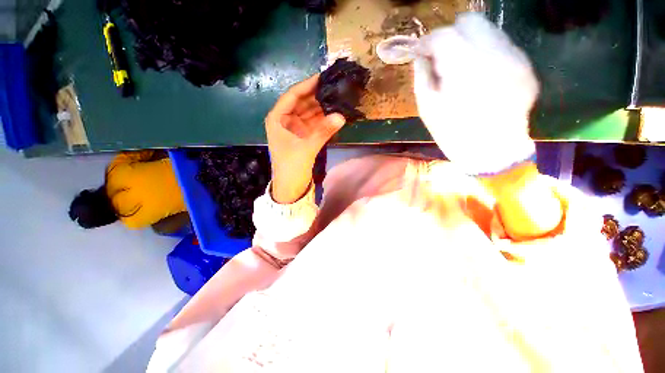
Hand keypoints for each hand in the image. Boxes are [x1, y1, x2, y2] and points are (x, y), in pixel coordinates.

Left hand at [265, 75, 345, 203]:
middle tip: (335, 88)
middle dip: (317, 96)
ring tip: (338, 98)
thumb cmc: (291, 166)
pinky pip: (313, 124)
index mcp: (278, 118)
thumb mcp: (306, 147)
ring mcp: (295, 129)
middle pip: (302, 103)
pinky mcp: (303, 137)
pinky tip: (334, 115)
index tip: (323, 77)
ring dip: (322, 108)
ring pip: (309, 113)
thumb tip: (341, 116)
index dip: (307, 85)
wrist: (290, 186)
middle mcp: (285, 120)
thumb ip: (323, 131)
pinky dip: (323, 120)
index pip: (292, 96)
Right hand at [413, 13, 537, 174]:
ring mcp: (515, 58)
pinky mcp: (526, 66)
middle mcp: (494, 55)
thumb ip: (422, 76)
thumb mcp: (428, 109)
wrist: (493, 153)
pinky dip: (486, 53)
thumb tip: (421, 56)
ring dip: (469, 43)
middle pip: (470, 20)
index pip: (444, 35)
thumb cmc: (453, 134)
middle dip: (451, 35)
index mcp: (464, 69)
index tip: (422, 52)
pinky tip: (481, 75)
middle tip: (442, 56)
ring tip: (462, 67)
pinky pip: (501, 46)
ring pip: (488, 29)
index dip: (429, 41)